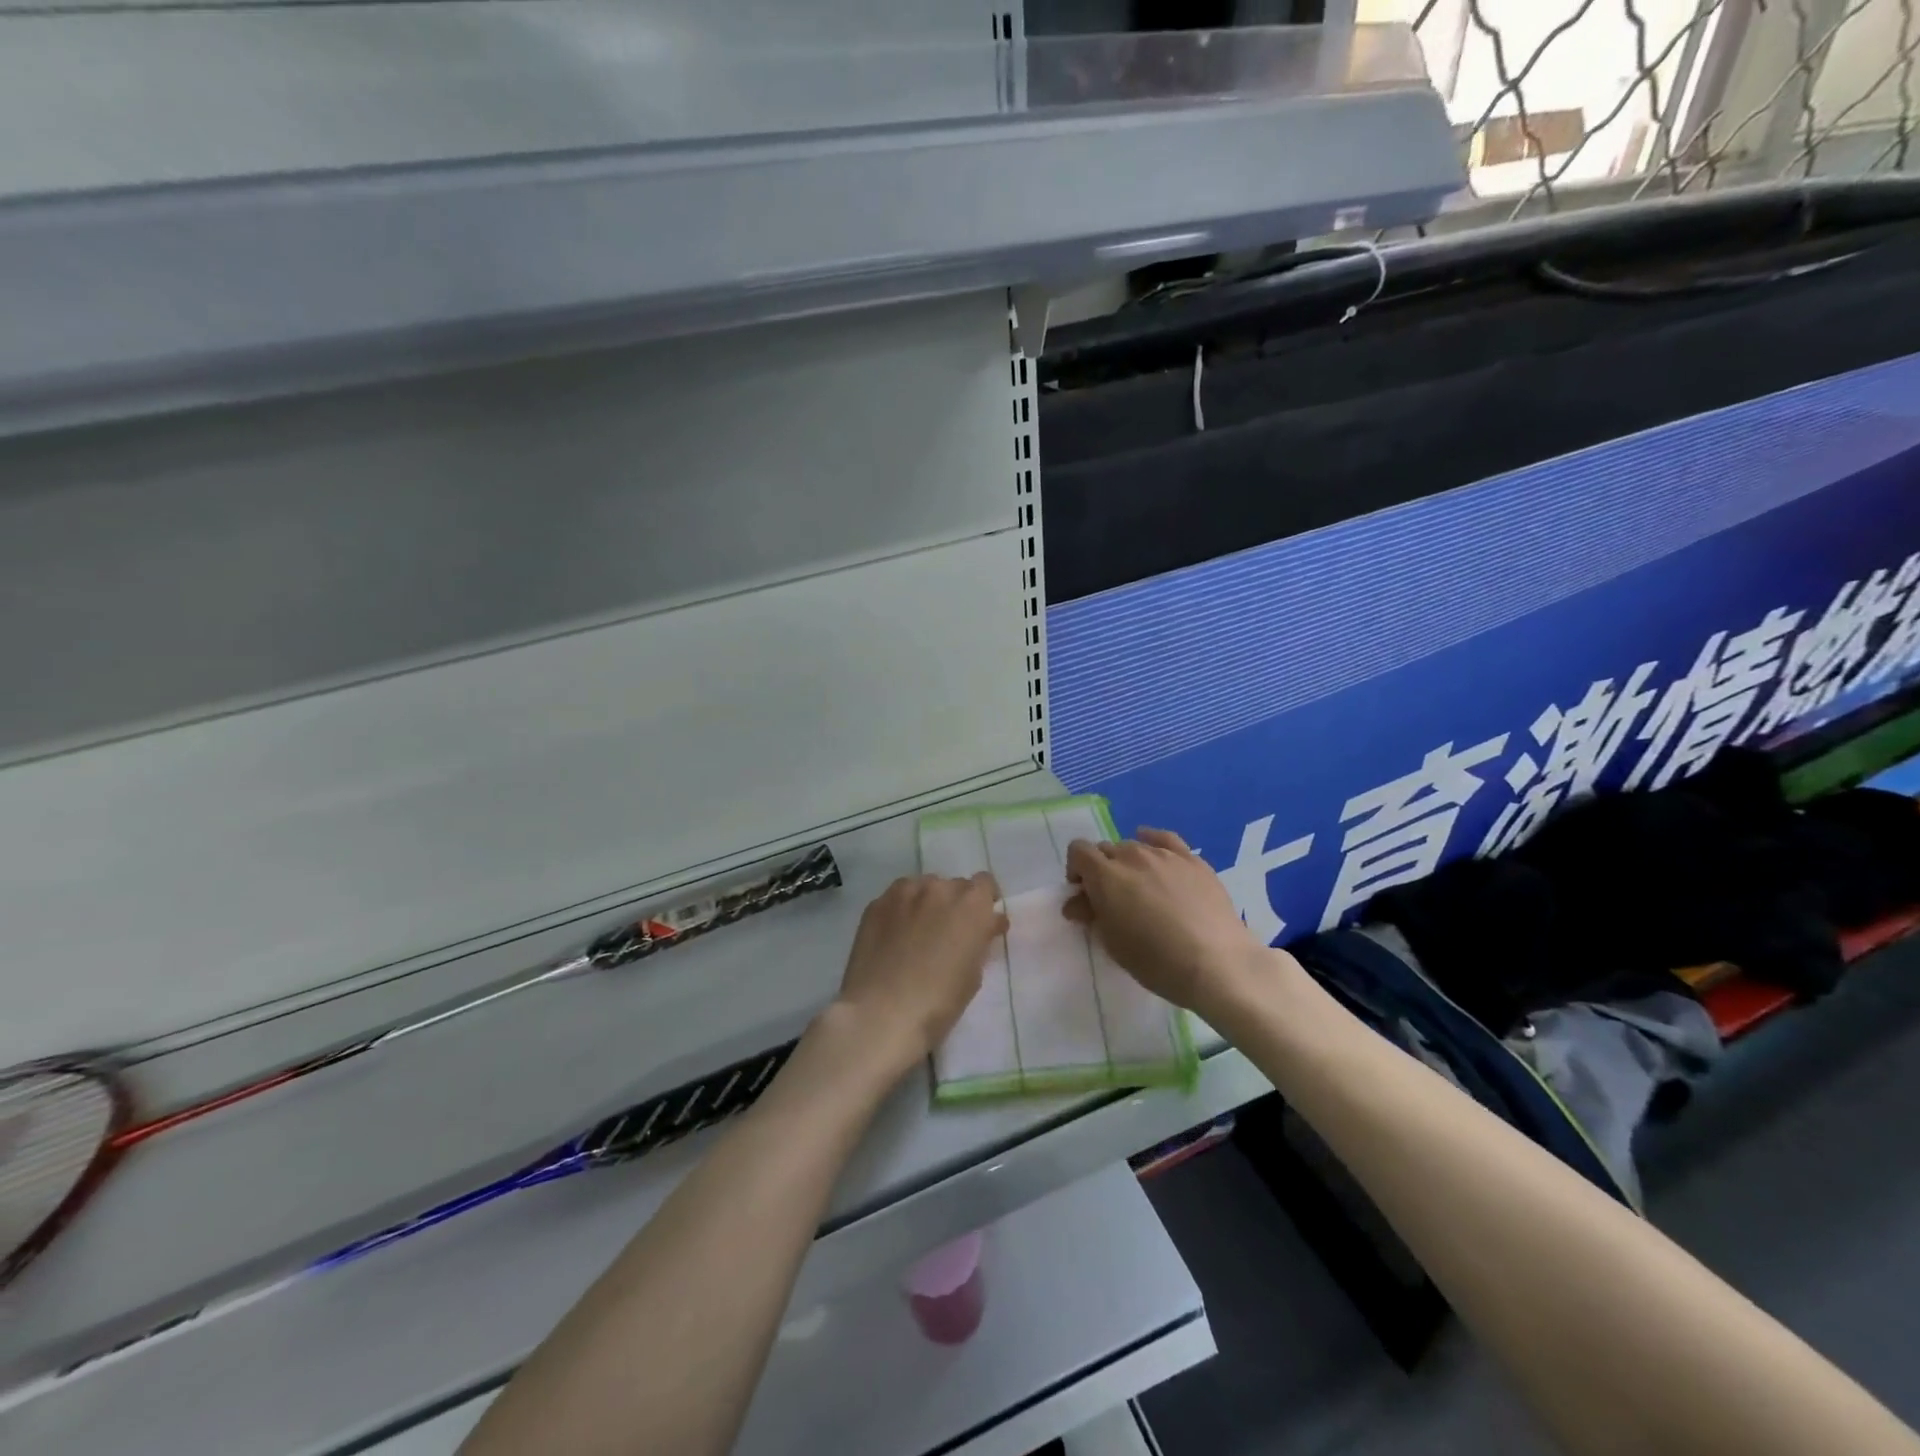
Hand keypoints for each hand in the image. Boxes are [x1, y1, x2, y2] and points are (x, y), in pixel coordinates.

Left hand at [831, 874, 1007, 1076]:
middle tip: (948, 933)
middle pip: (953, 886)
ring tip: (918, 933)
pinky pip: (897, 899)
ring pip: (923, 888)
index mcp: (971, 904)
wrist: (881, 1013)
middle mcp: (939, 888)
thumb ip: (981, 940)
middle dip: (956, 905)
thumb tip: (987, 924)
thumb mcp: (974, 974)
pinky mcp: (876, 904)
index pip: (985, 883)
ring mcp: (904, 892)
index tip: (982, 920)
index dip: (985, 901)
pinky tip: (894, 936)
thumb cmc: (939, 1002)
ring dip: (927, 904)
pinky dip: (901, 911)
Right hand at [1065, 828, 1270, 1023]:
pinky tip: (1155, 852)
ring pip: (1135, 845)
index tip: (1084, 895)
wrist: (1216, 963)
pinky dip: (1153, 842)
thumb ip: (1091, 915)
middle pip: (1106, 849)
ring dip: (1128, 862)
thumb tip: (1077, 903)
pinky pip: (1165, 839)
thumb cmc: (1156, 961)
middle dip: (1101, 869)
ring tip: (1141, 888)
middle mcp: (1132, 855)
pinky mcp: (1193, 860)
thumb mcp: (1113, 943)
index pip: (1078, 851)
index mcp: (1106, 876)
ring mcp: (1165, 854)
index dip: (1076, 870)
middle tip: (1111, 898)